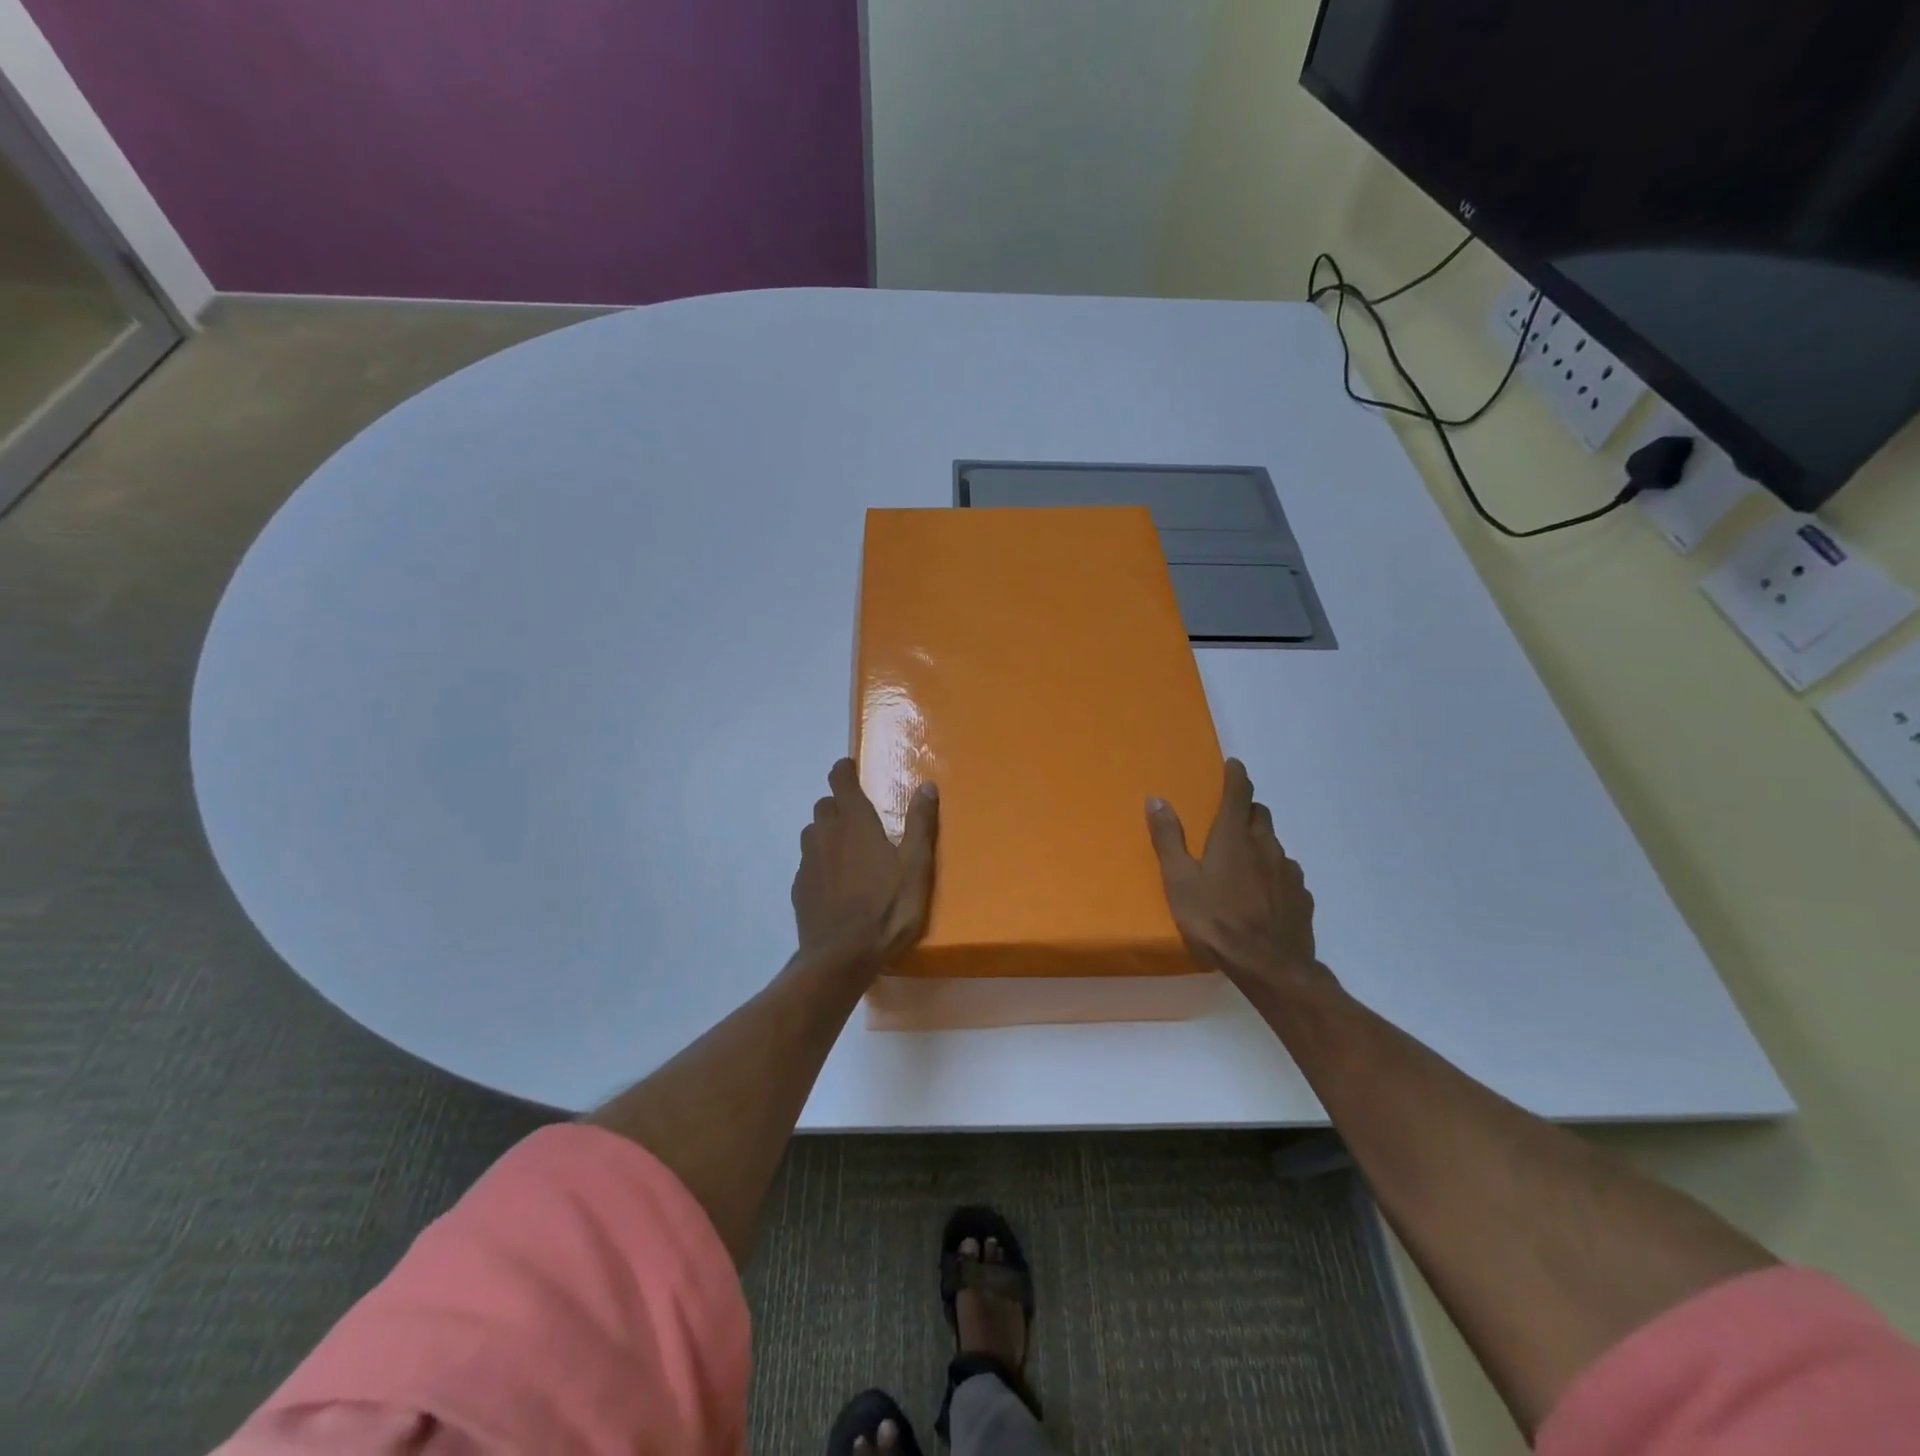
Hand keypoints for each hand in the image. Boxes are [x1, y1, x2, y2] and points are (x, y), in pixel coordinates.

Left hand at [791, 758, 938, 969]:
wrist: (841, 958)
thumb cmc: (886, 909)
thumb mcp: (916, 867)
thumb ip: (920, 824)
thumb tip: (926, 785)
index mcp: (855, 823)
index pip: (840, 780)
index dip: (844, 770)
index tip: (851, 770)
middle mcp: (825, 834)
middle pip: (824, 805)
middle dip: (839, 804)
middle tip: (860, 820)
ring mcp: (808, 861)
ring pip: (813, 833)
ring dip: (827, 833)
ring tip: (849, 852)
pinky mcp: (799, 888)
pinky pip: (808, 863)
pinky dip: (820, 863)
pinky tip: (836, 885)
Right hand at [1146, 758, 1320, 986]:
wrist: (1270, 967)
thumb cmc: (1216, 921)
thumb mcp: (1179, 881)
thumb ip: (1168, 839)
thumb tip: (1156, 799)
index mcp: (1234, 838)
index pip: (1239, 794)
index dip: (1236, 776)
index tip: (1234, 764)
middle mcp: (1266, 846)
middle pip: (1260, 815)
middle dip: (1246, 809)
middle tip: (1230, 818)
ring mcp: (1288, 872)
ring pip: (1274, 845)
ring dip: (1259, 843)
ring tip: (1243, 861)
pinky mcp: (1301, 897)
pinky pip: (1286, 874)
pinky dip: (1273, 873)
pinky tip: (1262, 894)